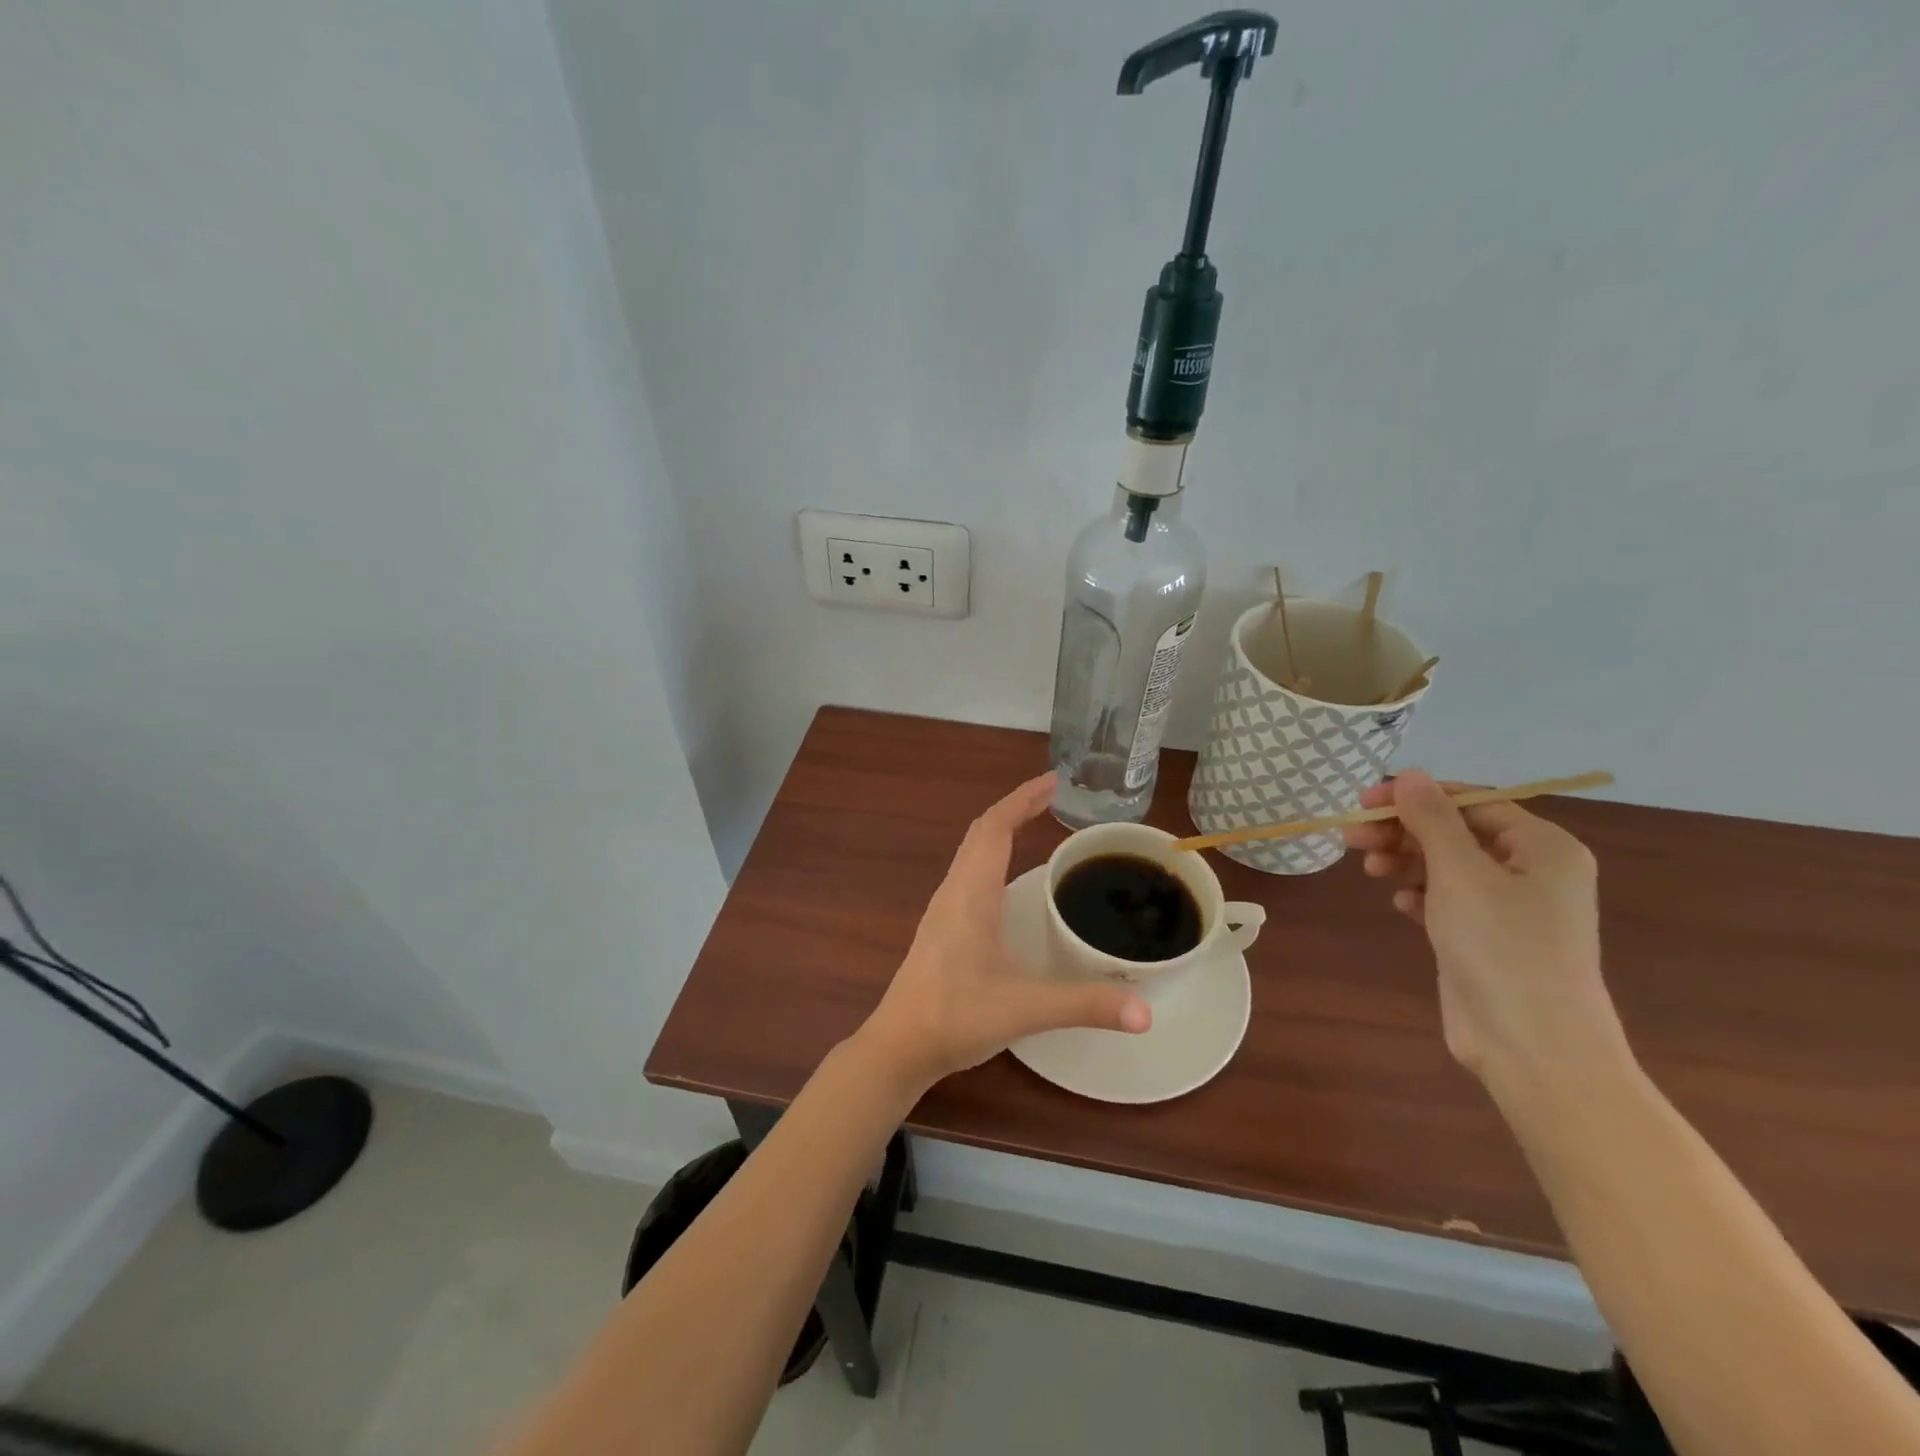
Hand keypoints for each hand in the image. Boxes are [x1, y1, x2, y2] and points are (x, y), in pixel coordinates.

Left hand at [861, 773, 1151, 1089]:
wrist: (899, 1046)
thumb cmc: (955, 1017)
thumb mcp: (1024, 1009)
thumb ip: (1085, 1005)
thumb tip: (1146, 1012)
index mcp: (971, 893)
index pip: (995, 828)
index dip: (1022, 799)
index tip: (1053, 781)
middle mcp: (954, 890)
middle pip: (981, 832)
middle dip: (1016, 807)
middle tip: (1052, 797)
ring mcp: (943, 908)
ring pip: (971, 851)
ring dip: (1000, 830)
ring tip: (1035, 825)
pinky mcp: (941, 927)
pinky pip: (968, 872)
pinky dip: (991, 855)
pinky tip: (1008, 879)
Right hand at [1344, 771, 1630, 1089]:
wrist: (1533, 1045)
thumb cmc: (1501, 946)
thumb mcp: (1460, 872)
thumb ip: (1431, 819)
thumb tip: (1410, 774)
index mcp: (1542, 846)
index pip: (1470, 801)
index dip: (1414, 797)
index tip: (1363, 803)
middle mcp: (1533, 871)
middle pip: (1455, 832)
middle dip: (1402, 831)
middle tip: (1351, 837)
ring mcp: (1512, 908)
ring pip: (1447, 866)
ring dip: (1405, 860)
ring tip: (1368, 869)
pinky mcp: (1489, 939)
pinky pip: (1449, 900)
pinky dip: (1420, 894)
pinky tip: (1401, 903)